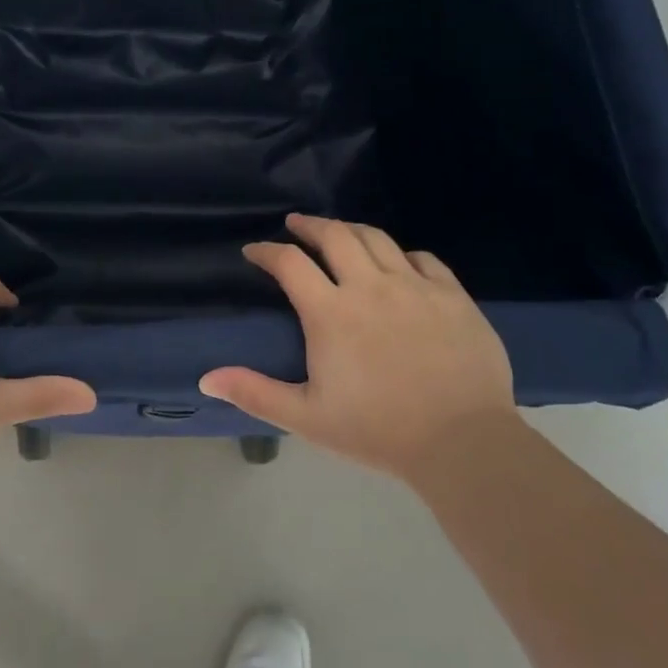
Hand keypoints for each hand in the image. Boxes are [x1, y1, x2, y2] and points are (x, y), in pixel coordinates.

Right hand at [199, 214, 518, 482]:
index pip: (290, 263)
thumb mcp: (307, 417)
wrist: (462, 442)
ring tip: (339, 232)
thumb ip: (255, 393)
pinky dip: (401, 253)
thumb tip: (205, 379)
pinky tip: (397, 261)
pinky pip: (423, 258)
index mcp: (331, 312)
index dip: (266, 251)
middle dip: (309, 225)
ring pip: (378, 238)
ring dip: (351, 229)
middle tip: (295, 224)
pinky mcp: (452, 295)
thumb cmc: (377, 430)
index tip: (254, 251)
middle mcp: (370, 286)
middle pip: (335, 235)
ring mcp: (416, 286)